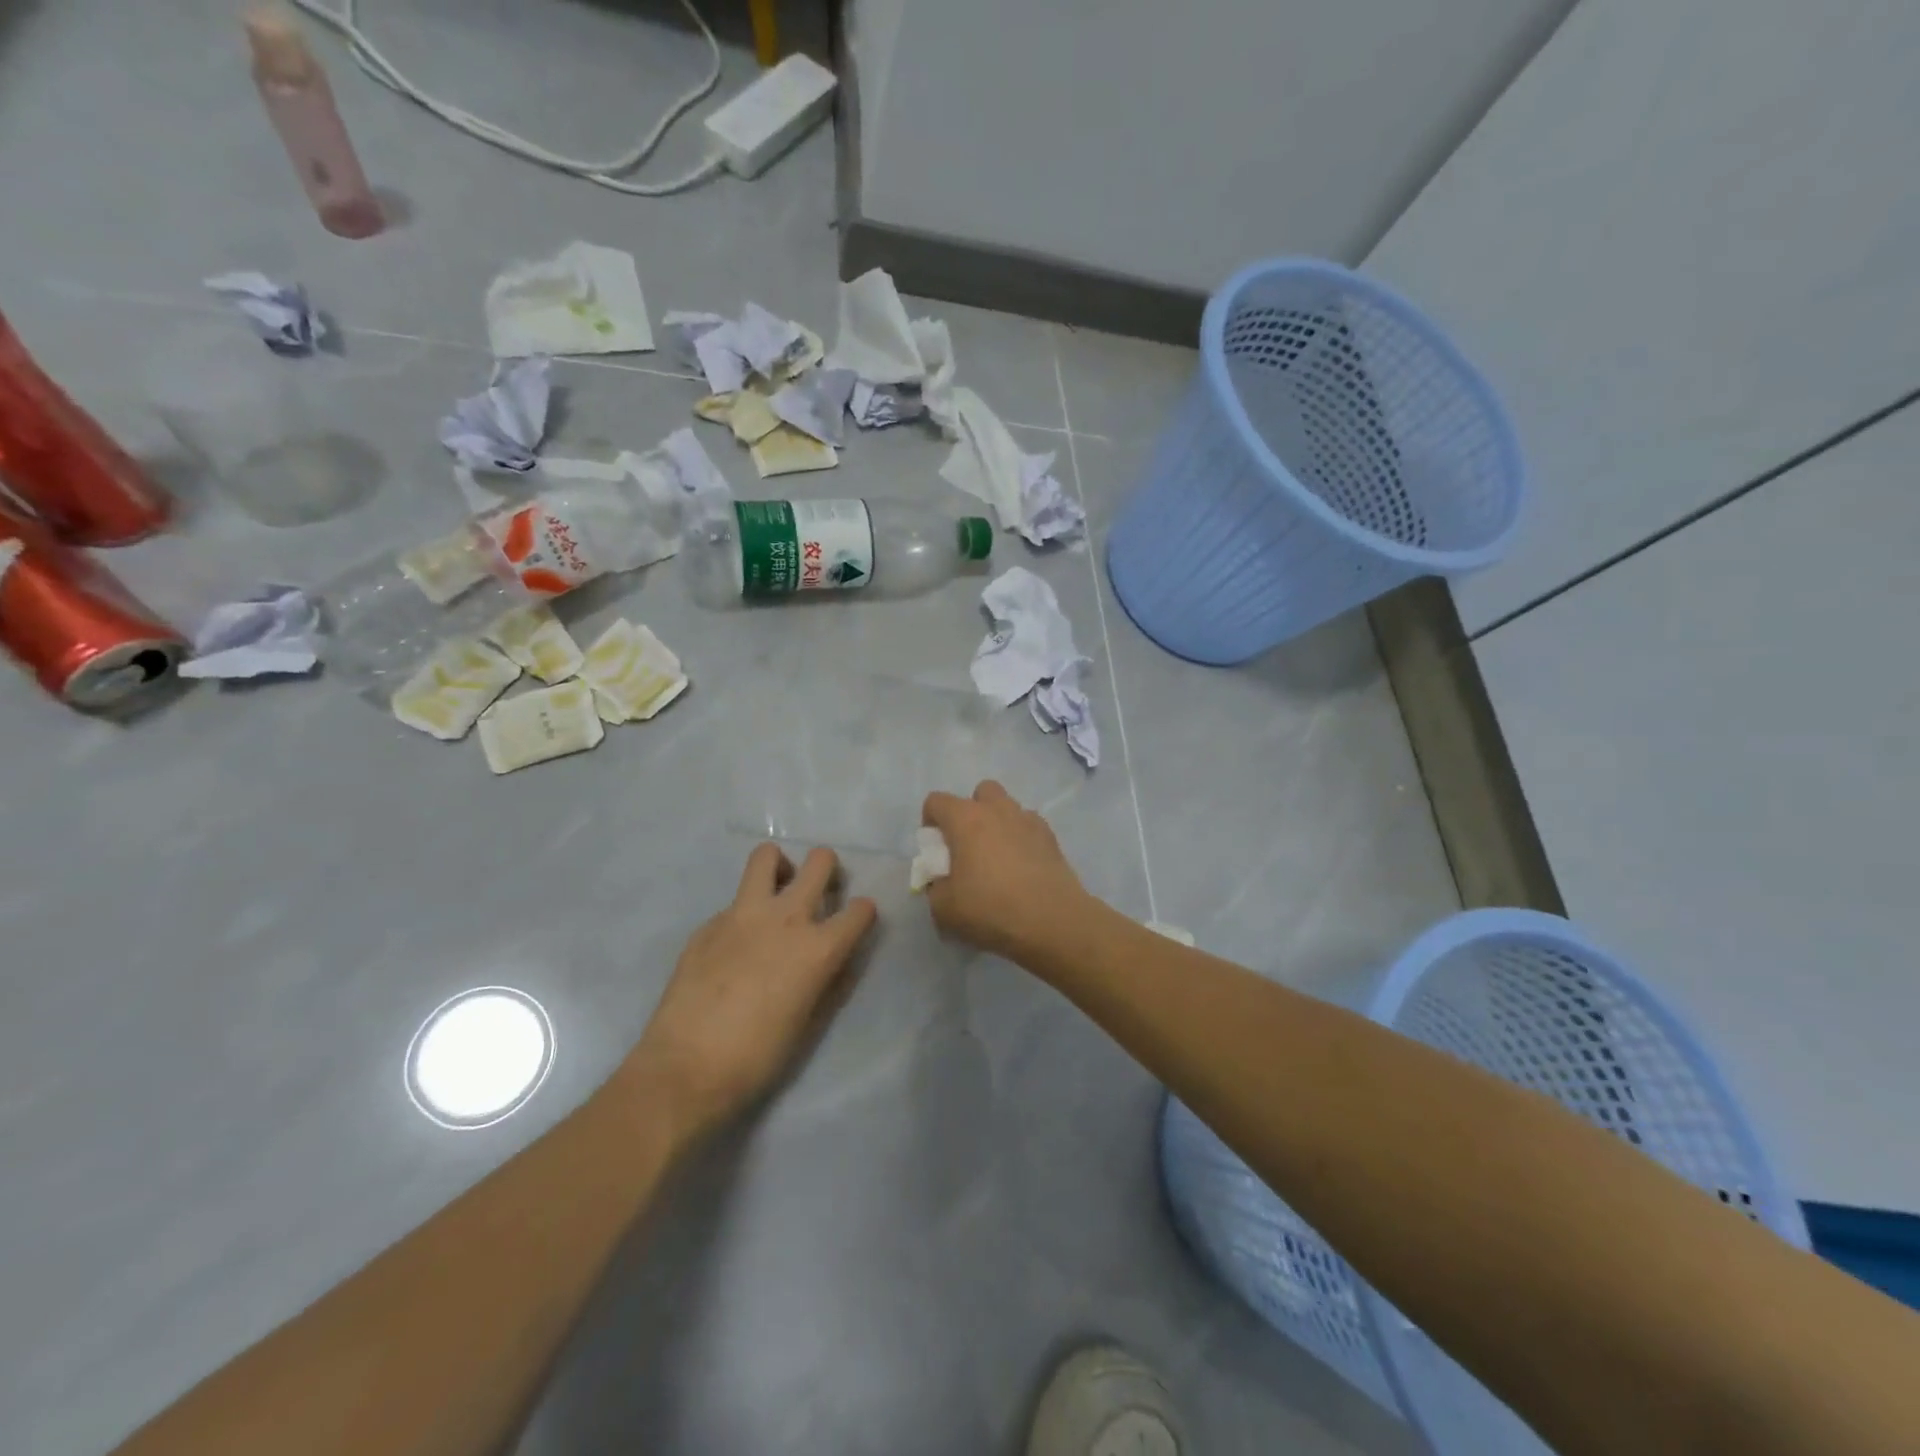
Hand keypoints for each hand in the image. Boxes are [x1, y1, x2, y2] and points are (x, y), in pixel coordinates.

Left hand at [625, 844, 876, 1142]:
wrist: (685, 1068)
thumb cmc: (757, 1057)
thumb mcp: (809, 1022)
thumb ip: (828, 981)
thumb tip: (837, 959)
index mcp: (818, 948)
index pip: (861, 910)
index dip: (863, 914)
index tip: (856, 922)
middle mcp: (786, 919)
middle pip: (820, 861)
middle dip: (827, 868)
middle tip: (819, 889)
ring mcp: (743, 915)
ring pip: (766, 856)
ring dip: (780, 867)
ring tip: (777, 891)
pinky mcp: (709, 923)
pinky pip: (735, 901)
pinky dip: (744, 913)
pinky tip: (734, 946)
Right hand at [921, 780, 1090, 960]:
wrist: (1052, 921)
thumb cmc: (990, 909)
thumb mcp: (944, 908)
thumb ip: (935, 888)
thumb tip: (942, 881)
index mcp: (965, 819)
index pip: (936, 801)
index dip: (930, 822)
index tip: (935, 850)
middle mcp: (997, 809)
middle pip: (980, 792)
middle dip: (971, 812)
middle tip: (969, 846)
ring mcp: (1028, 820)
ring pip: (1008, 807)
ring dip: (998, 823)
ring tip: (999, 858)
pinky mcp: (1051, 836)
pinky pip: (1029, 826)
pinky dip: (1022, 838)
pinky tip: (1023, 866)